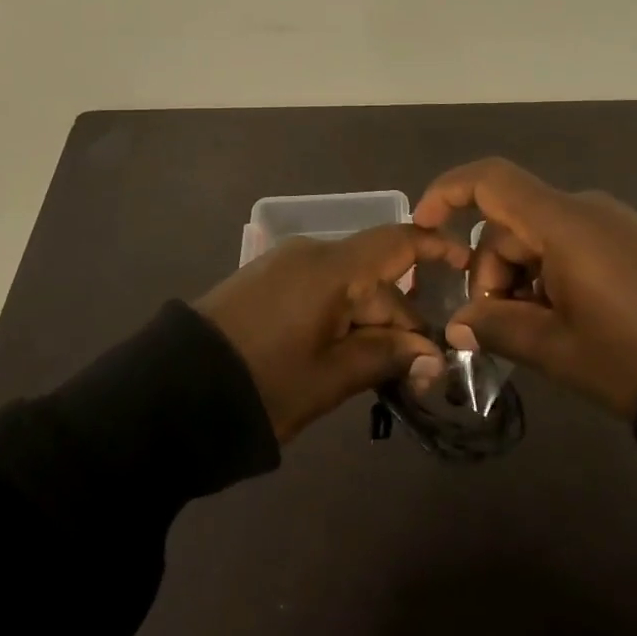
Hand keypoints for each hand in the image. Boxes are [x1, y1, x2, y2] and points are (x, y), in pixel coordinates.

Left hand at [193, 224, 467, 442]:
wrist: (171, 394)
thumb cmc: (263, 384)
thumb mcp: (330, 377)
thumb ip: (385, 357)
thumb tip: (432, 355)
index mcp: (330, 268)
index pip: (397, 242)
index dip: (435, 247)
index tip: (465, 264)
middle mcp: (309, 254)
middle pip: (373, 275)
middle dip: (400, 318)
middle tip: (418, 370)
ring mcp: (282, 267)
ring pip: (346, 287)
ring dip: (369, 323)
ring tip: (380, 371)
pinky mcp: (263, 284)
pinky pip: (318, 292)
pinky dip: (340, 318)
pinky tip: (342, 354)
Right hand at [413, 158, 636, 419]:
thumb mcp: (560, 349)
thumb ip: (500, 328)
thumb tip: (460, 323)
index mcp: (562, 224)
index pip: (490, 181)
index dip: (447, 193)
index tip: (424, 230)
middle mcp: (584, 210)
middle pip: (511, 223)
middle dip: (490, 272)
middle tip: (497, 330)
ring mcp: (612, 224)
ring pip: (540, 240)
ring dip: (522, 282)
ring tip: (538, 337)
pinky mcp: (633, 242)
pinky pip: (572, 247)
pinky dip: (552, 278)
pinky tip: (567, 325)